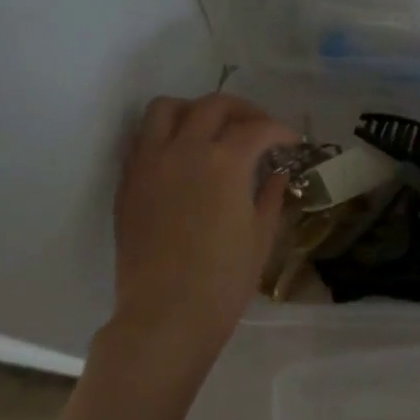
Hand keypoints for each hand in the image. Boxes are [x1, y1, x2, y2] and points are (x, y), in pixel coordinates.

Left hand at [107, 93, 298, 365]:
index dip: (280, 131)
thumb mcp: (260, 237)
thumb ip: (270, 196)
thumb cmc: (223, 281)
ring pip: (167, 109)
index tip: (291, 143)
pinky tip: (181, 156)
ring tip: (211, 130)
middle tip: (258, 128)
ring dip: (194, 110)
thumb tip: (275, 173)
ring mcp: (150, 163)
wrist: (166, 315)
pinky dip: (165, 134)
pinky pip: (142, 138)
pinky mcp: (128, 181)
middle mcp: (185, 150)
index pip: (257, 129)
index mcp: (226, 163)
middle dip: (243, 110)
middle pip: (213, 105)